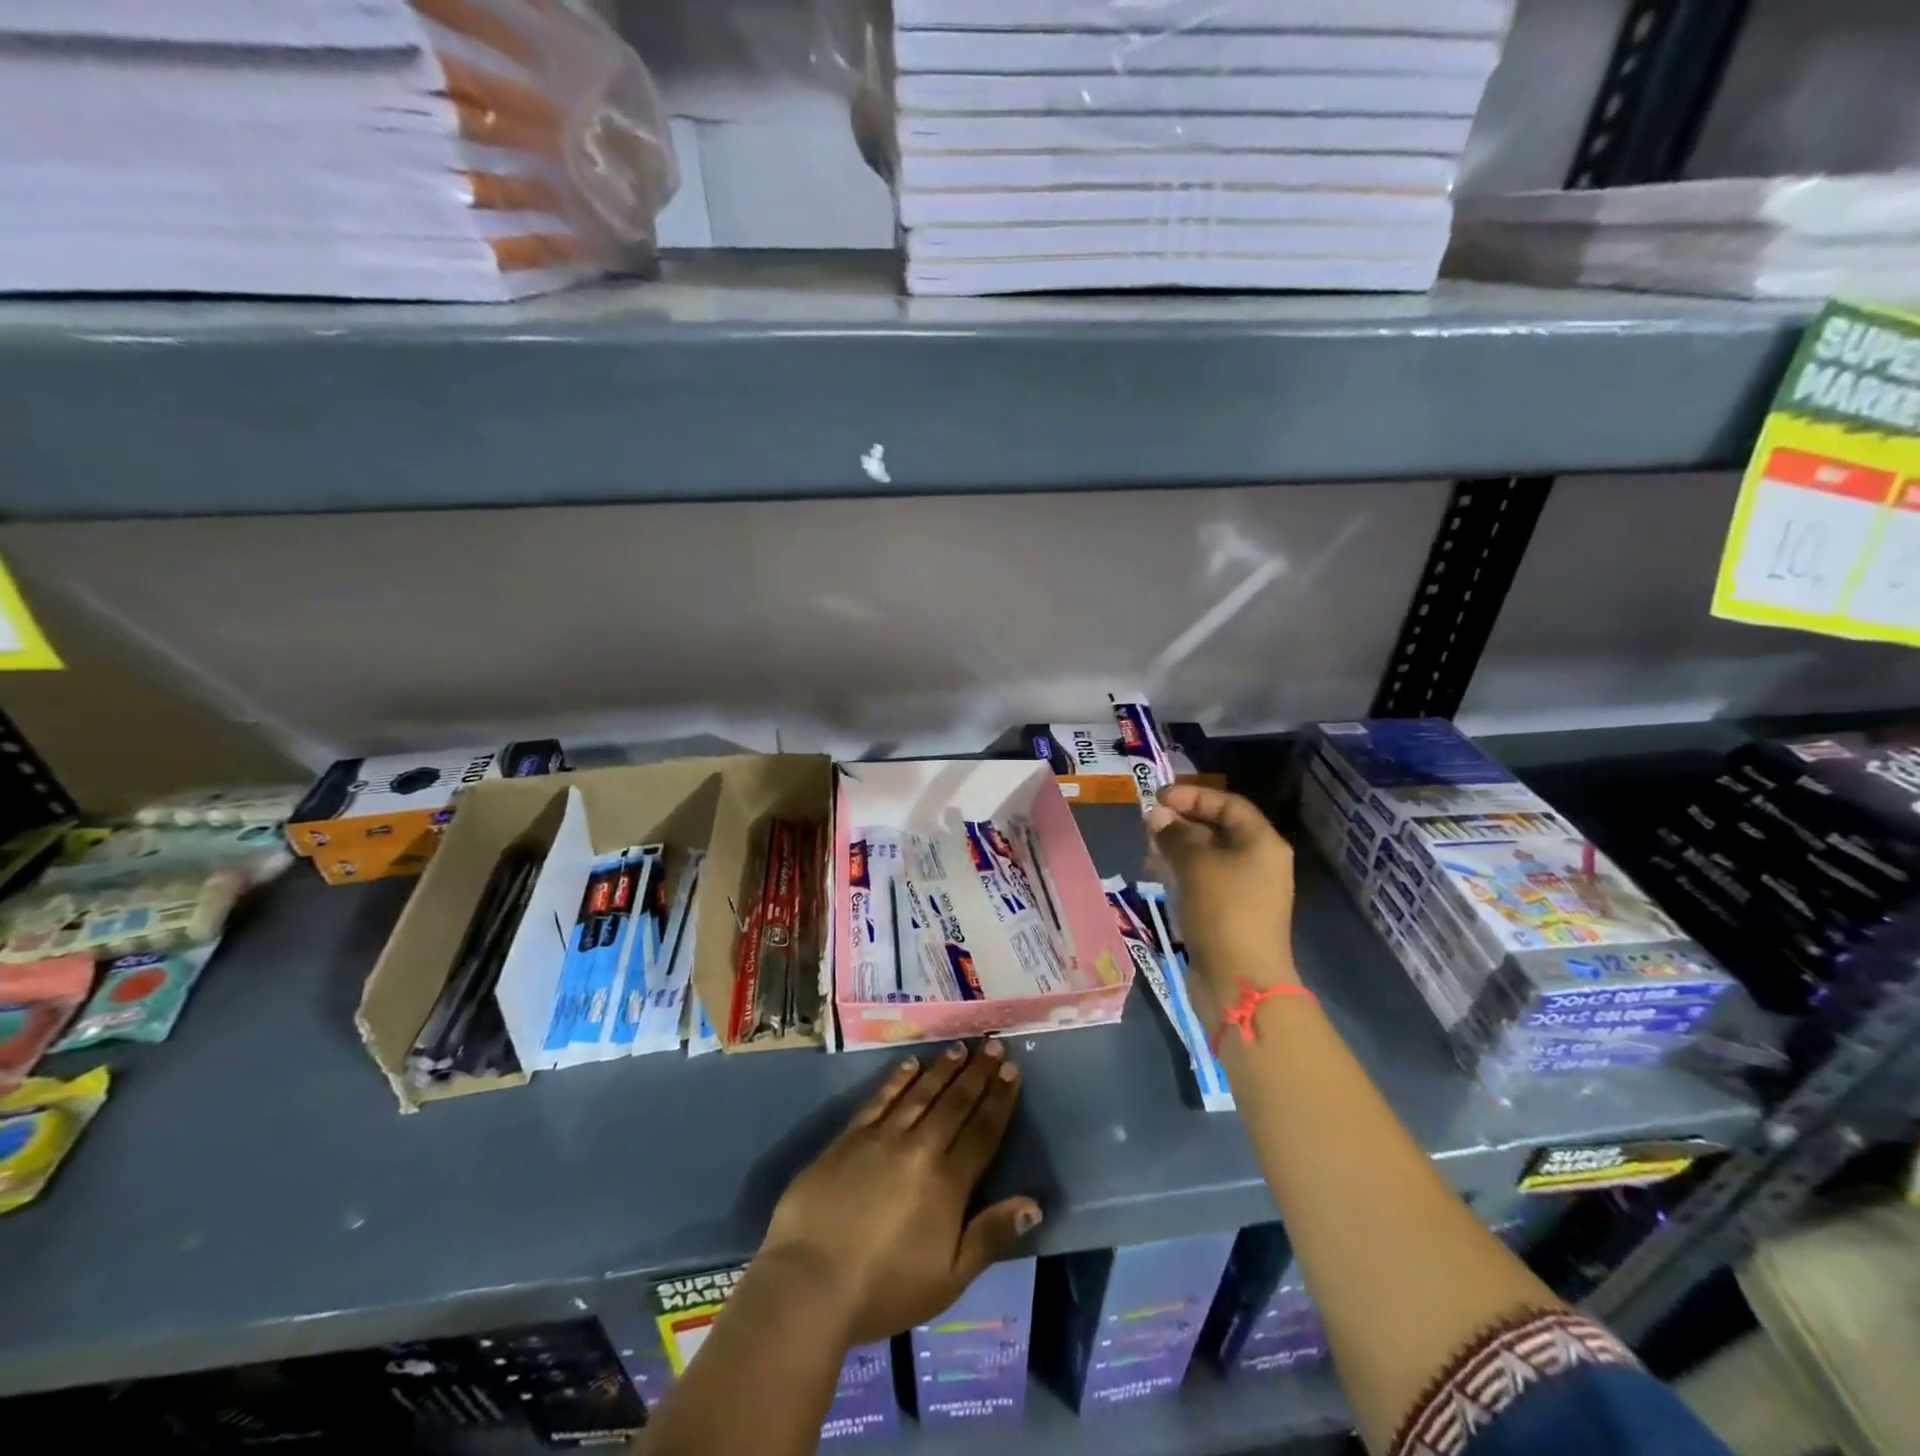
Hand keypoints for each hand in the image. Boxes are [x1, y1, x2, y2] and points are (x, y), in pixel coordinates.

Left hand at [757, 1041, 1040, 1346]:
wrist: (810, 1282)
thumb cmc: (884, 1290)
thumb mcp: (949, 1279)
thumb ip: (991, 1236)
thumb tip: (1034, 1203)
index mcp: (947, 1182)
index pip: (982, 1131)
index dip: (999, 1100)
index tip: (1011, 1070)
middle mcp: (919, 1148)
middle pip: (955, 1103)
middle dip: (977, 1073)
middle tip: (993, 1044)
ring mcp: (882, 1137)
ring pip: (921, 1093)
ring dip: (943, 1069)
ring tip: (960, 1047)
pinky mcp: (849, 1137)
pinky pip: (880, 1098)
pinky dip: (898, 1079)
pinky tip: (910, 1064)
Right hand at [1147, 784, 1298, 1006]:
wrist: (1240, 980)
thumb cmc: (1222, 911)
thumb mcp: (1194, 864)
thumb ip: (1174, 834)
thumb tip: (1157, 817)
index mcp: (1262, 843)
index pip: (1228, 804)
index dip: (1193, 796)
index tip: (1157, 797)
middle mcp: (1258, 862)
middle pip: (1217, 829)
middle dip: (1180, 822)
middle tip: (1147, 824)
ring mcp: (1245, 889)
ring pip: (1207, 856)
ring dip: (1176, 848)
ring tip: (1146, 849)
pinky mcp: (1229, 913)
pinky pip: (1204, 880)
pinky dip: (1181, 872)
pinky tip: (1156, 874)